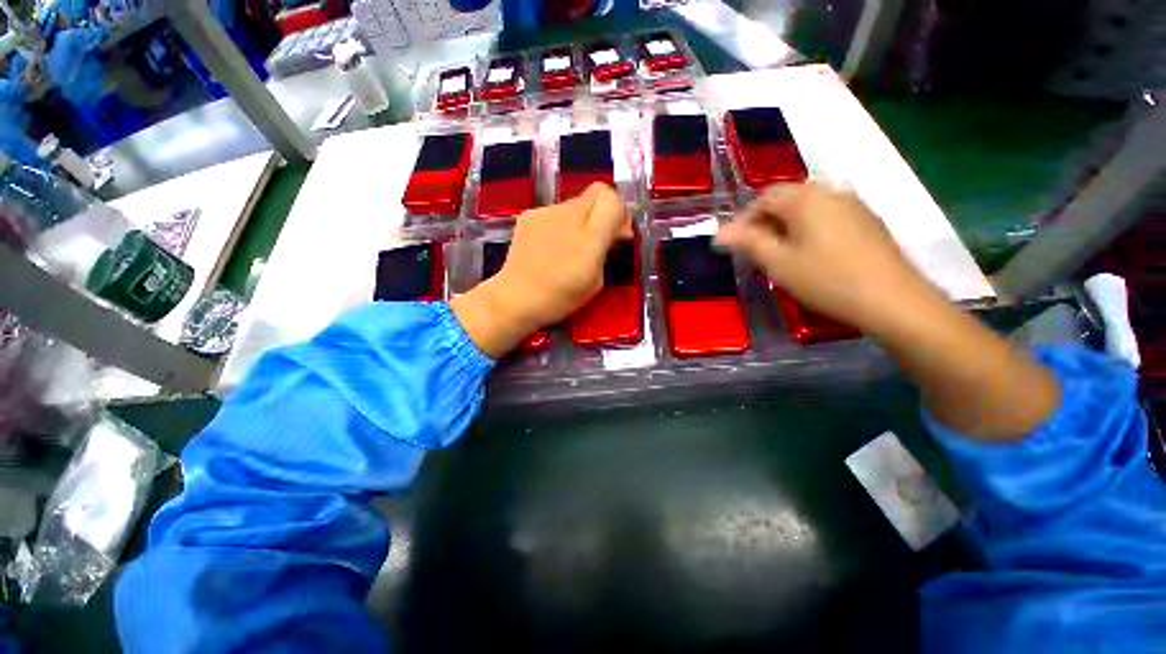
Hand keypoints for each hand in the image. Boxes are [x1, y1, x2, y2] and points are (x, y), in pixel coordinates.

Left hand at [451, 183, 627, 357]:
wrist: (516, 298)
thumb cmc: (561, 296)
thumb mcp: (597, 279)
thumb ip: (608, 248)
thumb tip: (616, 230)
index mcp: (589, 235)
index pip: (612, 198)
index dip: (620, 212)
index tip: (617, 234)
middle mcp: (568, 214)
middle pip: (595, 194)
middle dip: (602, 213)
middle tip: (598, 238)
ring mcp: (545, 212)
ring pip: (575, 203)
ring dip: (581, 219)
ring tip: (570, 246)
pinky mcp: (529, 215)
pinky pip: (555, 212)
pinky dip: (560, 224)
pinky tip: (551, 246)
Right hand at [720, 183, 1059, 439]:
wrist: (892, 300)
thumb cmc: (826, 279)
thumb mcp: (778, 262)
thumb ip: (747, 242)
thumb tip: (719, 233)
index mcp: (805, 198)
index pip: (764, 198)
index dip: (744, 219)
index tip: (734, 244)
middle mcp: (830, 193)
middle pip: (786, 200)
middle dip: (764, 223)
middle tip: (754, 251)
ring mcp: (853, 206)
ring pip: (807, 209)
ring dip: (785, 227)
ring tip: (779, 255)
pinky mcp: (867, 222)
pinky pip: (827, 218)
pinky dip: (808, 231)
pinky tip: (810, 255)